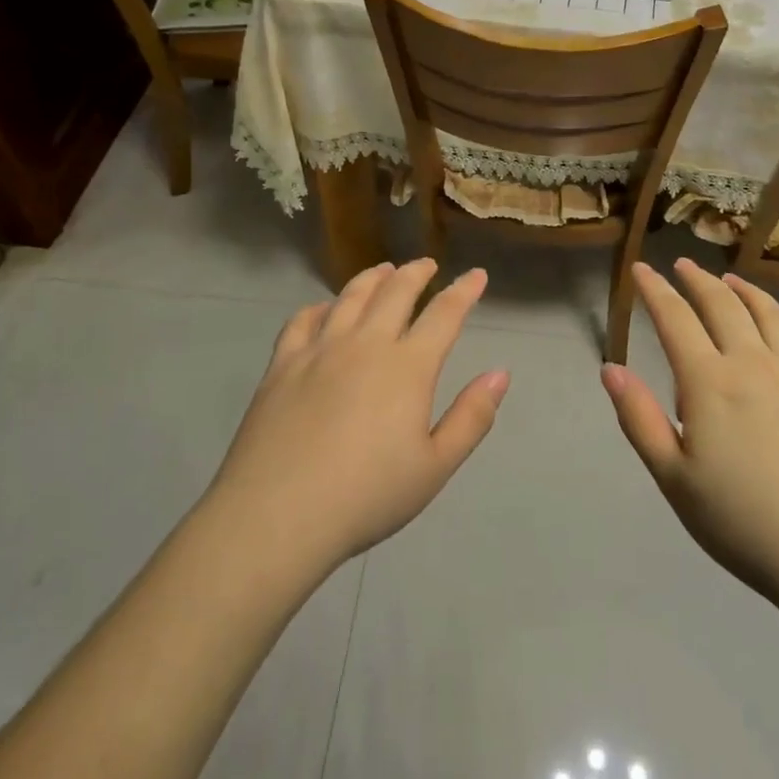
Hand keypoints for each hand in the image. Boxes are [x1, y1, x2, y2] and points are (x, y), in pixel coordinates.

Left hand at [204, 260, 508, 576]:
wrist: (278, 514)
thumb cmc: (366, 497)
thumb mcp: (434, 468)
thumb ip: (471, 418)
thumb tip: (500, 373)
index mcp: (407, 367)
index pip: (443, 314)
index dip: (464, 291)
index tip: (476, 275)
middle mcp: (365, 344)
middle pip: (395, 292)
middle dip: (416, 272)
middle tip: (427, 264)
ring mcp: (319, 350)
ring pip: (350, 297)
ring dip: (372, 278)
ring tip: (383, 270)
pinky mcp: (283, 364)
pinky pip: (303, 320)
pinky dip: (320, 307)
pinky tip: (324, 309)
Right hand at [601, 259, 778, 619]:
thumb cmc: (747, 524)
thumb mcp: (675, 480)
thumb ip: (639, 419)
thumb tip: (610, 368)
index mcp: (710, 382)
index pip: (675, 318)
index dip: (654, 290)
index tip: (641, 269)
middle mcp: (755, 363)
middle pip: (722, 305)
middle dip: (696, 280)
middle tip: (681, 265)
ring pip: (769, 313)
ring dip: (743, 290)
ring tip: (729, 280)